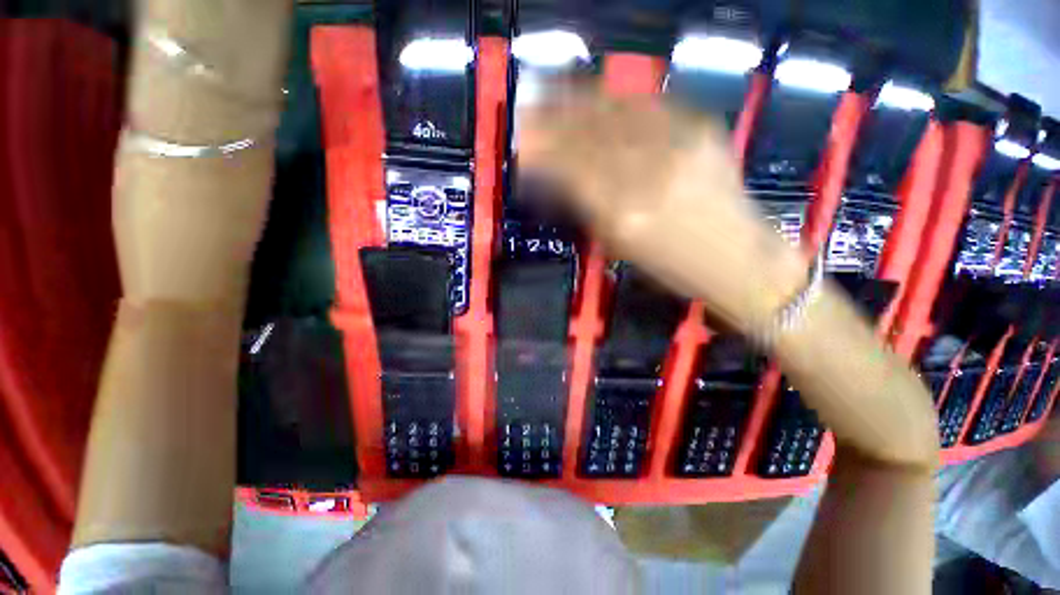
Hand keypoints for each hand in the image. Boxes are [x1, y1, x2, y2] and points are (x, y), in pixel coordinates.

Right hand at [517, 83, 806, 332]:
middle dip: (555, 118)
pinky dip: (619, 101)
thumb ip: (588, 209)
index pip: (573, 170)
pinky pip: (650, 107)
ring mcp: (679, 146)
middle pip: (591, 136)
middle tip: (531, 106)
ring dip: (580, 101)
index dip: (544, 152)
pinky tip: (601, 96)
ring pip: (617, 114)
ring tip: (556, 90)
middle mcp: (648, 175)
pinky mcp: (703, 130)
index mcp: (624, 215)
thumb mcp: (620, 247)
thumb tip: (558, 179)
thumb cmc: (673, 267)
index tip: (525, 142)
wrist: (738, 257)